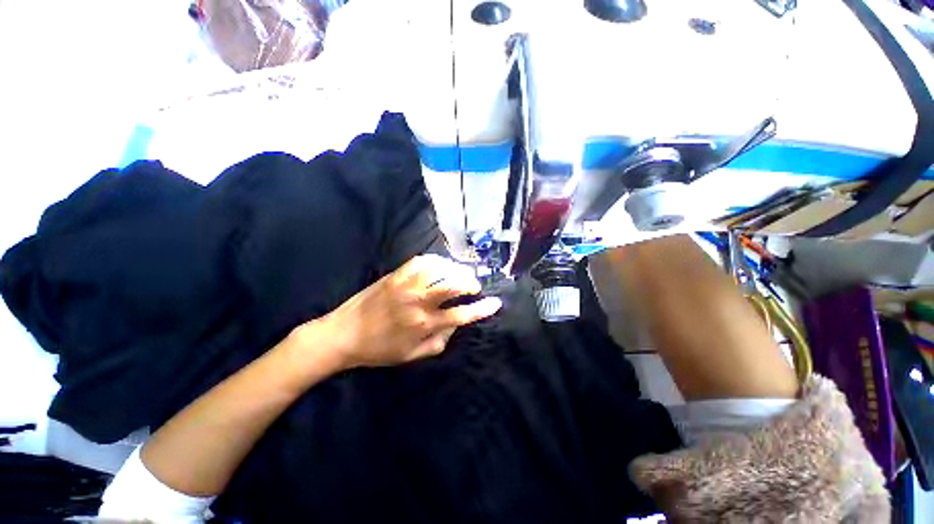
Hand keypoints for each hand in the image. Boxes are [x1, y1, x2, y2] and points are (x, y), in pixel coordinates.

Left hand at [307, 255, 501, 370]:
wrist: (343, 335)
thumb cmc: (379, 350)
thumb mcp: (413, 356)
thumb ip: (440, 341)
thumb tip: (456, 324)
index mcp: (424, 324)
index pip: (462, 314)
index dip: (482, 308)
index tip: (496, 303)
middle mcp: (418, 301)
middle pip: (453, 284)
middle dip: (470, 283)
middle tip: (474, 287)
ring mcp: (406, 284)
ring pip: (440, 268)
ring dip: (456, 270)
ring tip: (460, 274)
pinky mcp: (395, 274)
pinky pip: (421, 260)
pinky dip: (437, 260)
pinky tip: (441, 266)